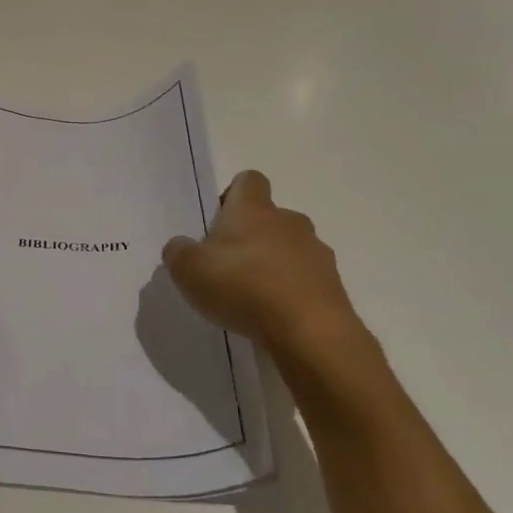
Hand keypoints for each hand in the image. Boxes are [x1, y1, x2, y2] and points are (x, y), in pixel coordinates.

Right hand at [162, 171, 382, 398]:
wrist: (309, 331)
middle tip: (229, 267)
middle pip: (270, 218)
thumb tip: (181, 247)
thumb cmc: (243, 286)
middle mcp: (289, 221)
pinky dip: (293, 294)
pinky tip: (276, 319)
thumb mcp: (189, 270)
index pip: (248, 181)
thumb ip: (179, 252)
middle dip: (252, 237)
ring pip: (291, 250)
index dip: (233, 196)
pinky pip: (307, 281)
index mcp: (253, 209)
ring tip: (254, 299)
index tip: (219, 222)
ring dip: (275, 266)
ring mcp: (316, 253)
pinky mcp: (334, 286)